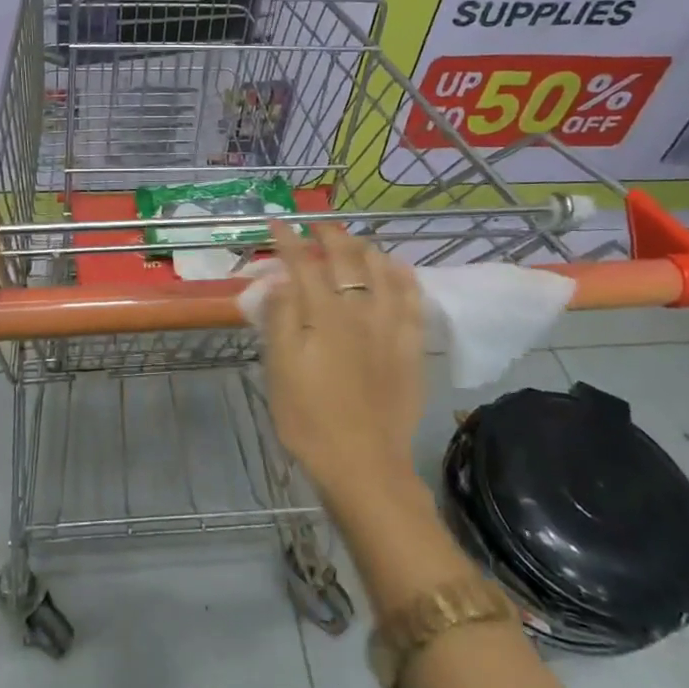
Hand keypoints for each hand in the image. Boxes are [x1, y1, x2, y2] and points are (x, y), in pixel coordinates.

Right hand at [260, 222, 425, 501]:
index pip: (303, 265)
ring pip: (382, 272)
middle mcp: (360, 311)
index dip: (288, 241)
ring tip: (354, 242)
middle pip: (346, 260)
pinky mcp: (410, 348)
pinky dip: (404, 277)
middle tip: (316, 227)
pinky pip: (412, 301)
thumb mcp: (279, 369)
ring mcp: (390, 328)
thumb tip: (282, 278)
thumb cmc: (309, 418)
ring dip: (365, 249)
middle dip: (329, 236)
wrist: (363, 464)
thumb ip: (280, 317)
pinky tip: (399, 268)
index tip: (276, 222)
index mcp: (324, 315)